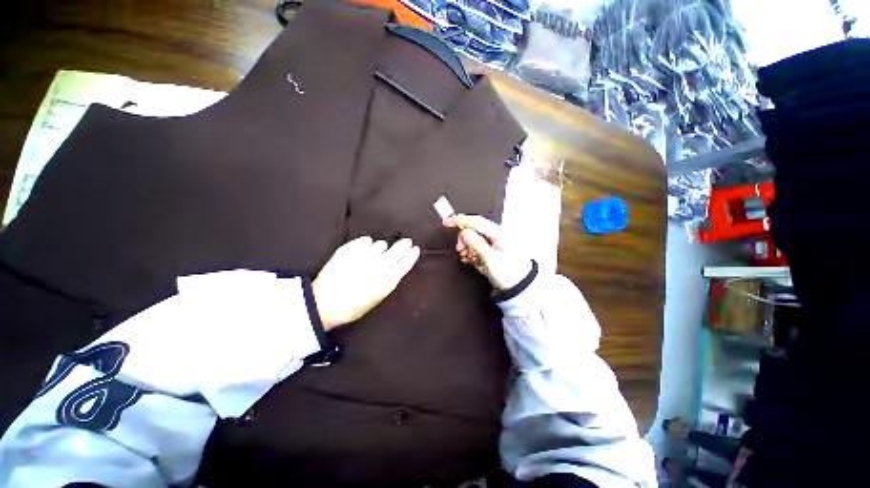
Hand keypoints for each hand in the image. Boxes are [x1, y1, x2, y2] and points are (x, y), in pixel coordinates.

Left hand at [312, 236, 419, 329]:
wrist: (324, 304)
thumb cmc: (353, 306)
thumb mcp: (377, 297)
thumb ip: (389, 280)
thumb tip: (397, 266)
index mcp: (387, 281)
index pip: (405, 263)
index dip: (411, 255)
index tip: (415, 248)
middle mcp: (378, 266)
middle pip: (397, 250)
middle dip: (403, 245)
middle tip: (406, 242)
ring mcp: (363, 256)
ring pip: (380, 244)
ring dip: (381, 248)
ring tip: (377, 253)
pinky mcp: (350, 250)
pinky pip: (365, 240)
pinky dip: (366, 244)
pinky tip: (364, 249)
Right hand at [444, 214, 531, 290]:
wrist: (521, 288)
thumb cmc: (510, 274)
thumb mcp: (491, 260)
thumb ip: (476, 244)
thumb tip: (464, 232)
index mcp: (498, 234)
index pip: (477, 222)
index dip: (460, 220)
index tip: (446, 222)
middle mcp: (496, 236)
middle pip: (474, 230)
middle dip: (464, 239)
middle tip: (461, 250)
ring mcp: (494, 244)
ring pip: (474, 240)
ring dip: (467, 247)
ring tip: (468, 258)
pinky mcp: (492, 252)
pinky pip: (477, 248)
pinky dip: (472, 253)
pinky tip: (471, 260)